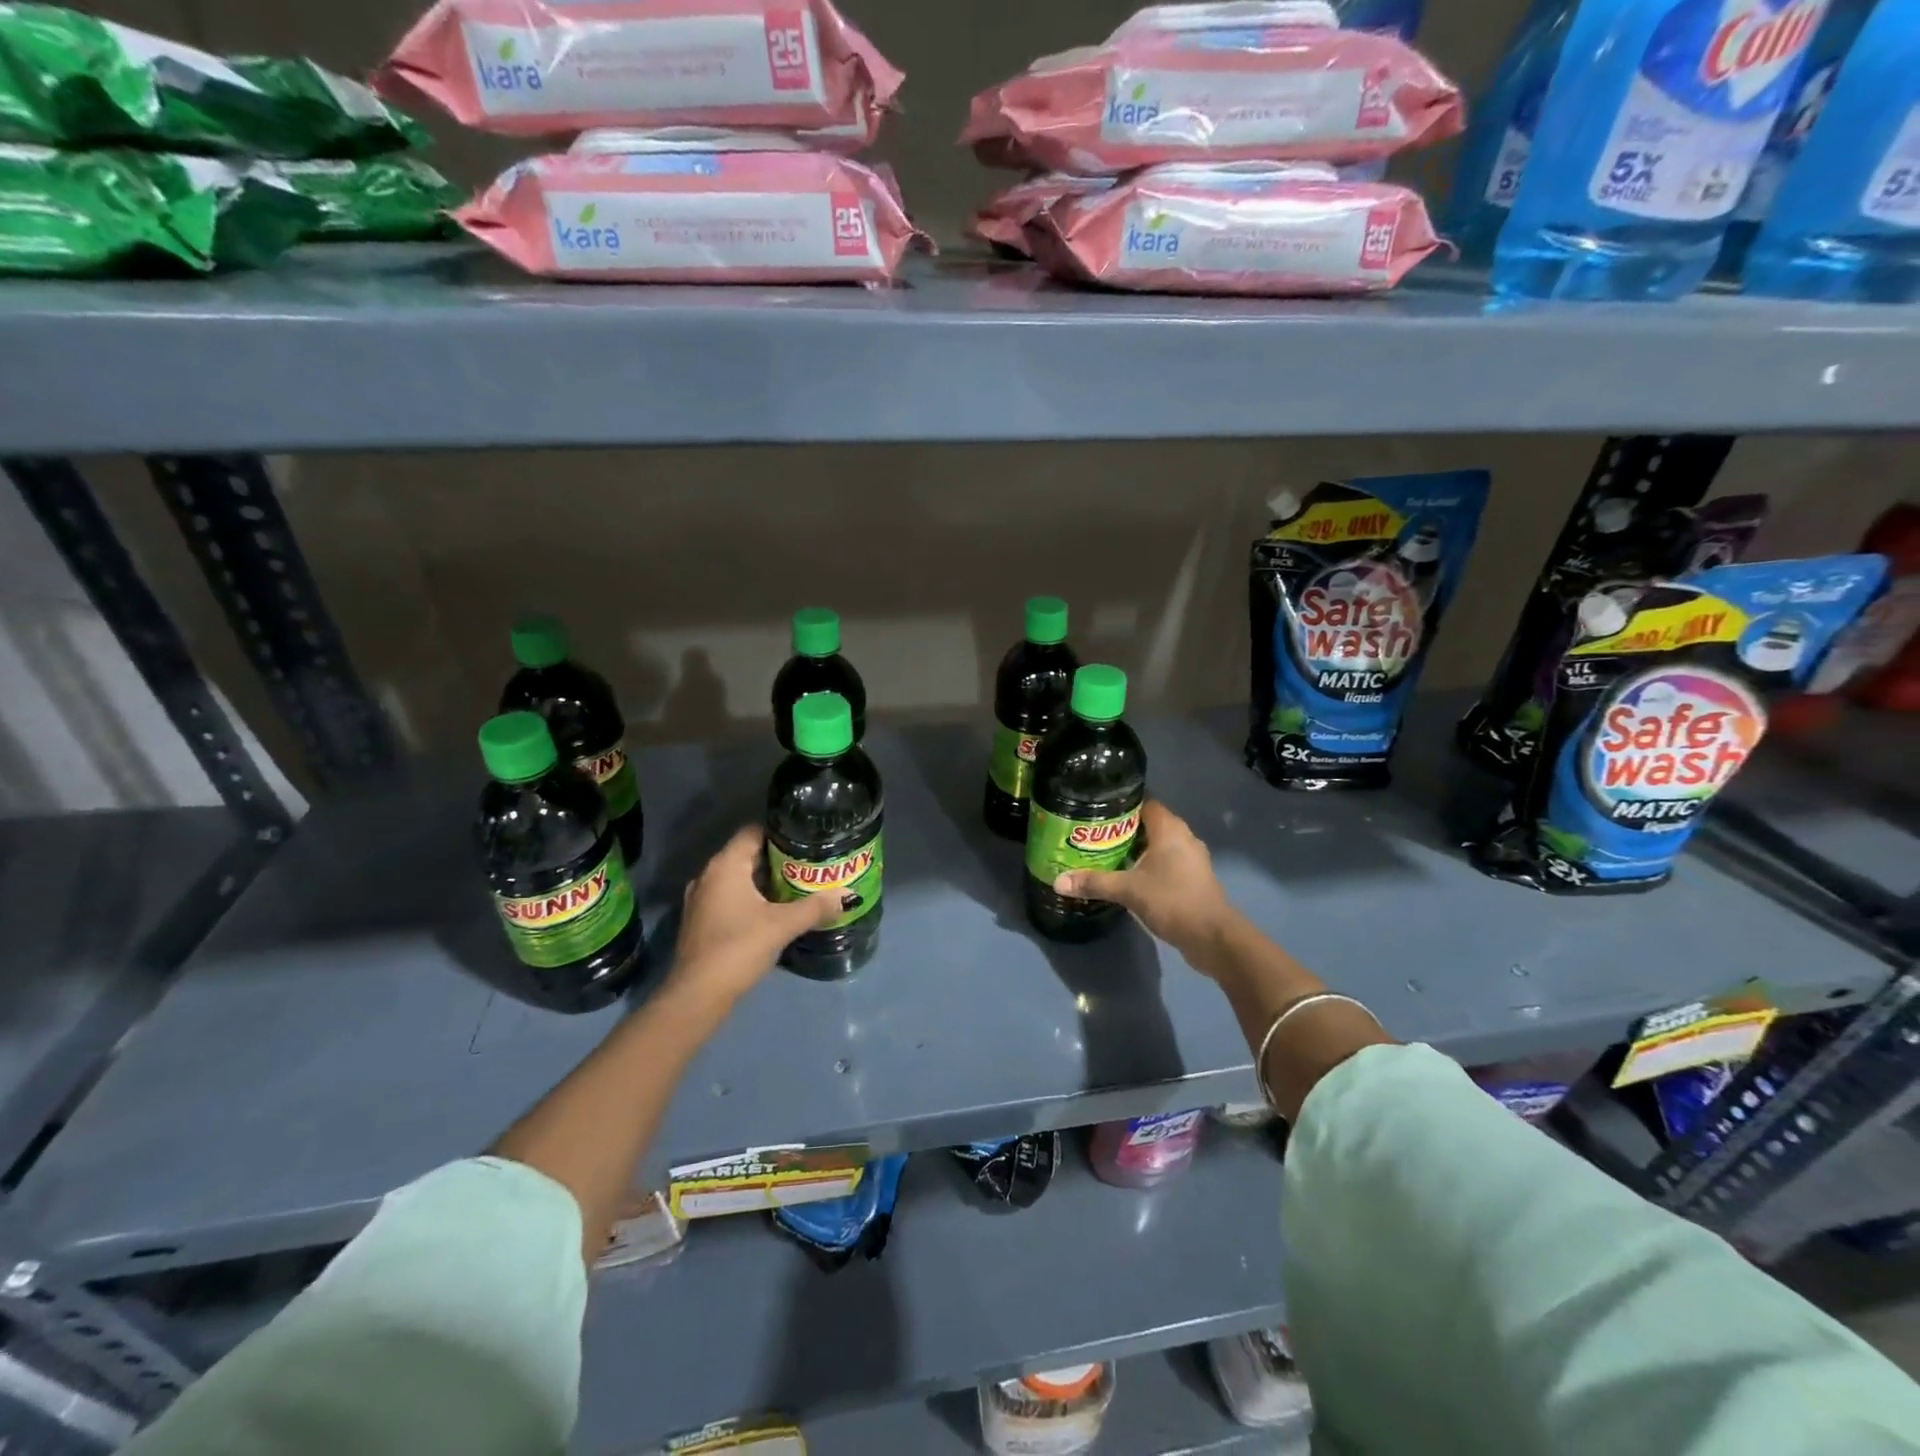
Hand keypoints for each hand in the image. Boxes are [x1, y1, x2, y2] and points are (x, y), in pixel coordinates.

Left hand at [671, 827, 842, 1005]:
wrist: (697, 995)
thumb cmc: (739, 947)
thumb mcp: (783, 925)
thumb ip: (816, 907)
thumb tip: (848, 894)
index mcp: (725, 865)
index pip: (753, 832)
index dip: (781, 832)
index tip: (807, 839)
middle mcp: (708, 875)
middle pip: (747, 854)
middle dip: (778, 858)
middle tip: (810, 864)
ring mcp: (701, 899)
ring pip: (739, 878)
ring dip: (765, 881)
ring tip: (798, 886)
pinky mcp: (701, 921)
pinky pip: (730, 897)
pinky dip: (751, 898)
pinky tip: (773, 912)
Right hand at [1054, 800, 1236, 969]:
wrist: (1213, 937)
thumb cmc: (1172, 900)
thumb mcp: (1128, 890)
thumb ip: (1094, 882)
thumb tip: (1058, 881)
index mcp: (1170, 829)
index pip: (1144, 803)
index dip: (1121, 805)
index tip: (1096, 810)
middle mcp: (1184, 837)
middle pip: (1149, 824)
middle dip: (1123, 829)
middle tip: (1093, 835)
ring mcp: (1192, 859)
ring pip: (1158, 845)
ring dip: (1136, 849)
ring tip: (1106, 855)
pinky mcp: (1193, 878)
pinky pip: (1166, 862)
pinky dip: (1149, 865)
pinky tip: (1129, 876)